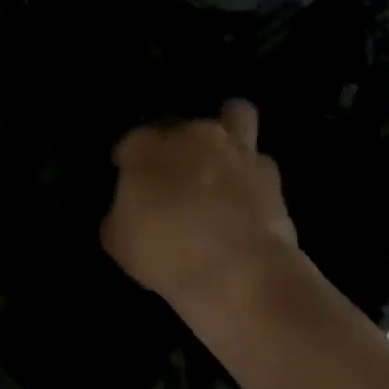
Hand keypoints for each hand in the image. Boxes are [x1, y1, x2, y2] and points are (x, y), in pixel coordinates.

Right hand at [101, 99, 298, 308]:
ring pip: (235, 115)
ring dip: (226, 131)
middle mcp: (192, 135)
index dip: (127, 163)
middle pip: (180, 126)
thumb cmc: (166, 252)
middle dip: (175, 146)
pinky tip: (246, 198)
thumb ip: (120, 213)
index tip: (128, 185)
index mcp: (147, 147)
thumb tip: (130, 210)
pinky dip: (251, 174)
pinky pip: (258, 162)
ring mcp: (237, 150)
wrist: (240, 273)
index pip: (130, 142)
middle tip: (173, 178)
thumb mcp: (117, 240)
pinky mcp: (271, 174)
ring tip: (220, 161)